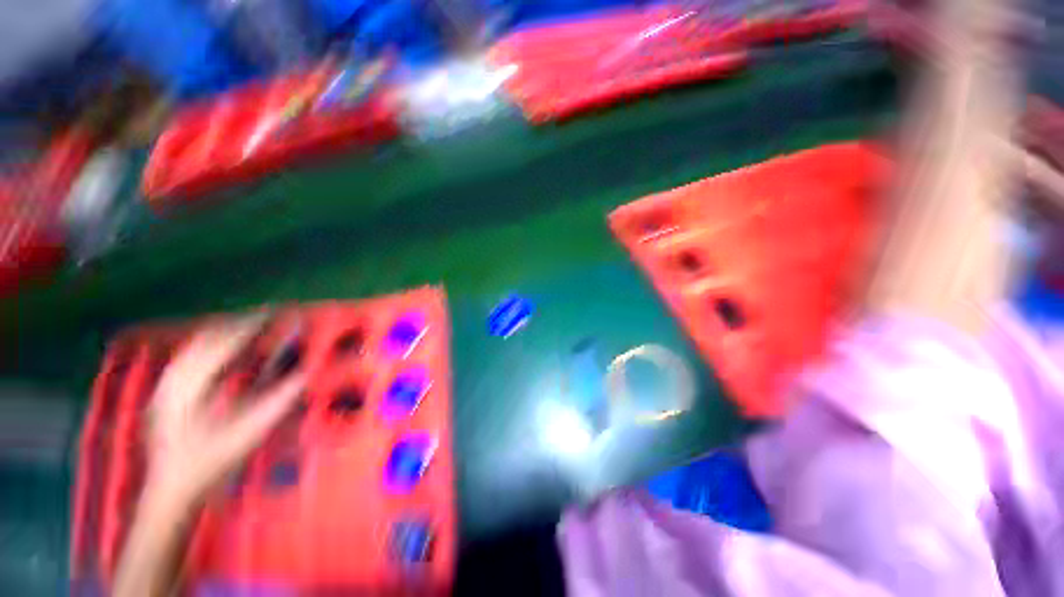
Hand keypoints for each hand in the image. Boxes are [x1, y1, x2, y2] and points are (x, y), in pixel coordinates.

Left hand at [145, 315, 306, 505]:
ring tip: (250, 329)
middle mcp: (172, 381)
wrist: (171, 493)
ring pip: (195, 348)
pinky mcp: (164, 395)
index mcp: (188, 388)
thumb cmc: (211, 463)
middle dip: (237, 326)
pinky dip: (211, 350)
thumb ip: (278, 399)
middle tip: (266, 318)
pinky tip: (226, 353)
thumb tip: (306, 372)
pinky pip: (188, 360)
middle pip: (206, 340)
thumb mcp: (248, 432)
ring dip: (224, 335)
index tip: (275, 314)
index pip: (223, 344)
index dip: (251, 327)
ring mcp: (164, 388)